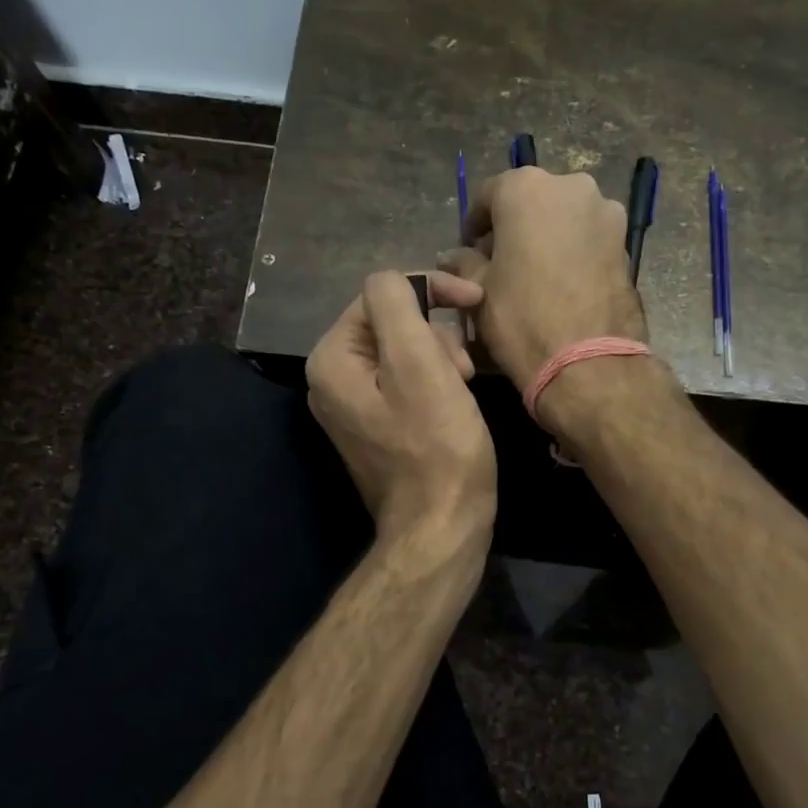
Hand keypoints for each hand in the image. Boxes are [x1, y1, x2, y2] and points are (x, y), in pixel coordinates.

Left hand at [305, 271, 495, 550]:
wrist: (441, 527)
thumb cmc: (437, 446)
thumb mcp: (420, 364)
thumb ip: (397, 305)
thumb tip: (394, 279)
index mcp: (333, 359)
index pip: (382, 294)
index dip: (431, 292)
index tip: (474, 301)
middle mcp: (332, 379)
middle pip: (392, 323)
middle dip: (436, 335)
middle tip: (464, 368)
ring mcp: (353, 406)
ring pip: (404, 351)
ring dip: (441, 358)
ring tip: (464, 386)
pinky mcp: (377, 426)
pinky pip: (406, 382)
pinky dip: (436, 381)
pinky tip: (456, 402)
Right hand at [442, 168, 647, 389]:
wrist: (589, 361)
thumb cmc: (522, 316)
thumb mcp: (479, 289)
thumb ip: (463, 262)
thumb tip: (455, 257)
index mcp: (527, 188)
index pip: (489, 194)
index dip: (474, 223)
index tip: (468, 249)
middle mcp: (571, 187)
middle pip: (531, 201)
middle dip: (513, 227)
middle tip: (500, 262)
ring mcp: (605, 213)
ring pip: (564, 218)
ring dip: (546, 237)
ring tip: (533, 275)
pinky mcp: (626, 243)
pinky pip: (588, 238)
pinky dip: (571, 251)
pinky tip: (561, 283)